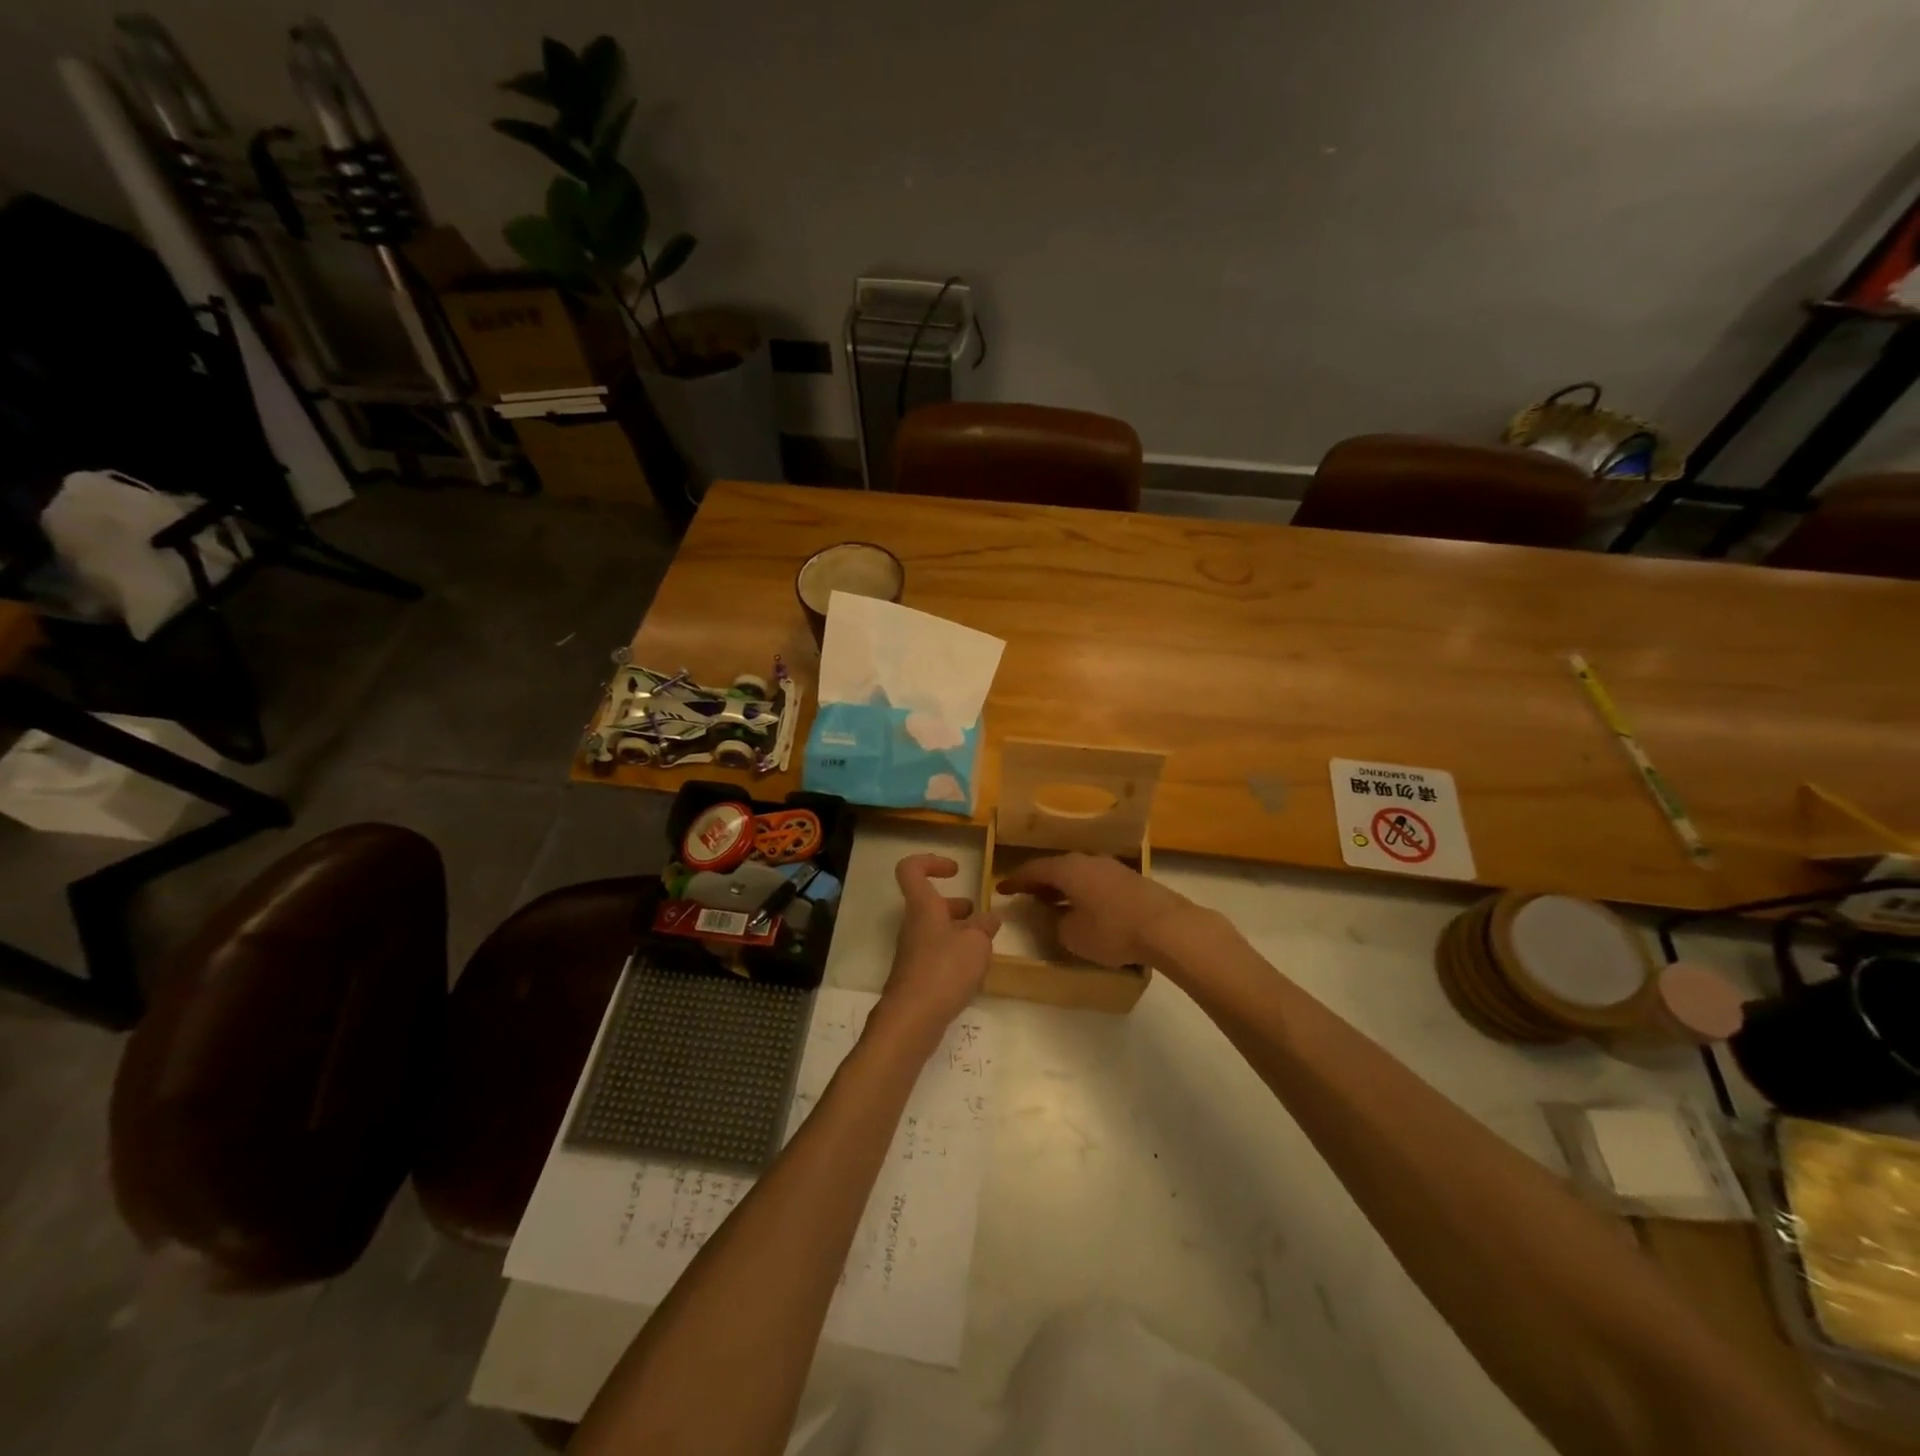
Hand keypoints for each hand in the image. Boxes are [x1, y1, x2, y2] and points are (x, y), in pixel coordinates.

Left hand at [868, 854, 1000, 1051]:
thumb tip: (989, 918)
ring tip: (985, 946)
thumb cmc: (944, 970)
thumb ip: (984, 927)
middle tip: (979, 916)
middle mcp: (914, 925)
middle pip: (929, 903)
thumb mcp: (976, 943)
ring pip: (936, 930)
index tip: (956, 870)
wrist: (912, 1020)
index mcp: (923, 907)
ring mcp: (913, 952)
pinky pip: (937, 955)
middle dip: (955, 906)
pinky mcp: (917, 977)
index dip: (931, 862)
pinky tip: (974, 972)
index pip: (911, 869)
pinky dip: (956, 956)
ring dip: (959, 932)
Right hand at [995, 853, 1196, 967]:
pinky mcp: (1130, 879)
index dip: (1015, 880)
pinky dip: (1082, 890)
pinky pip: (1095, 880)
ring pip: (1078, 873)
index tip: (1001, 889)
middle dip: (1039, 881)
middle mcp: (1087, 860)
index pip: (1033, 869)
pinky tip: (1084, 906)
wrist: (1167, 926)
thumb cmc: (1112, 931)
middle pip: (1056, 868)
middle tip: (1026, 894)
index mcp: (1067, 869)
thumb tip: (1055, 916)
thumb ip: (1056, 924)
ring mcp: (1111, 867)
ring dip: (1063, 886)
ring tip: (1053, 901)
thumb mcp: (1073, 935)